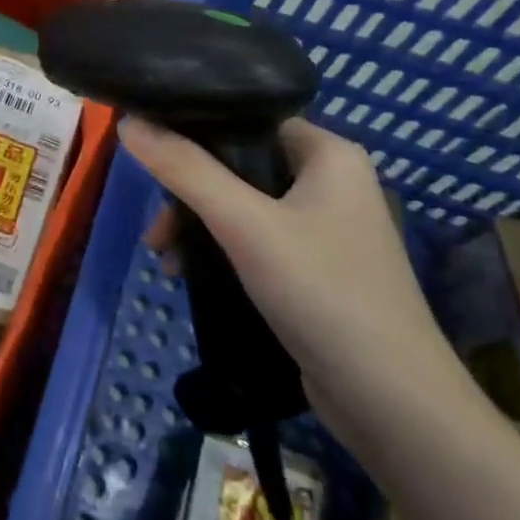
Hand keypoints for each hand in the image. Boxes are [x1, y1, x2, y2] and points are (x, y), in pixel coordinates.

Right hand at [118, 115, 458, 423]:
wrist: (390, 400)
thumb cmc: (321, 291)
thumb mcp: (244, 224)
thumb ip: (185, 169)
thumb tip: (129, 121)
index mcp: (328, 154)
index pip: (249, 119)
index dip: (195, 130)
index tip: (149, 154)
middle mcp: (330, 182)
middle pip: (238, 165)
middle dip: (188, 194)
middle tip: (156, 229)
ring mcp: (324, 228)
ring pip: (240, 206)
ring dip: (197, 227)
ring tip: (164, 259)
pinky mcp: (314, 268)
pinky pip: (253, 240)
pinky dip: (218, 251)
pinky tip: (189, 276)